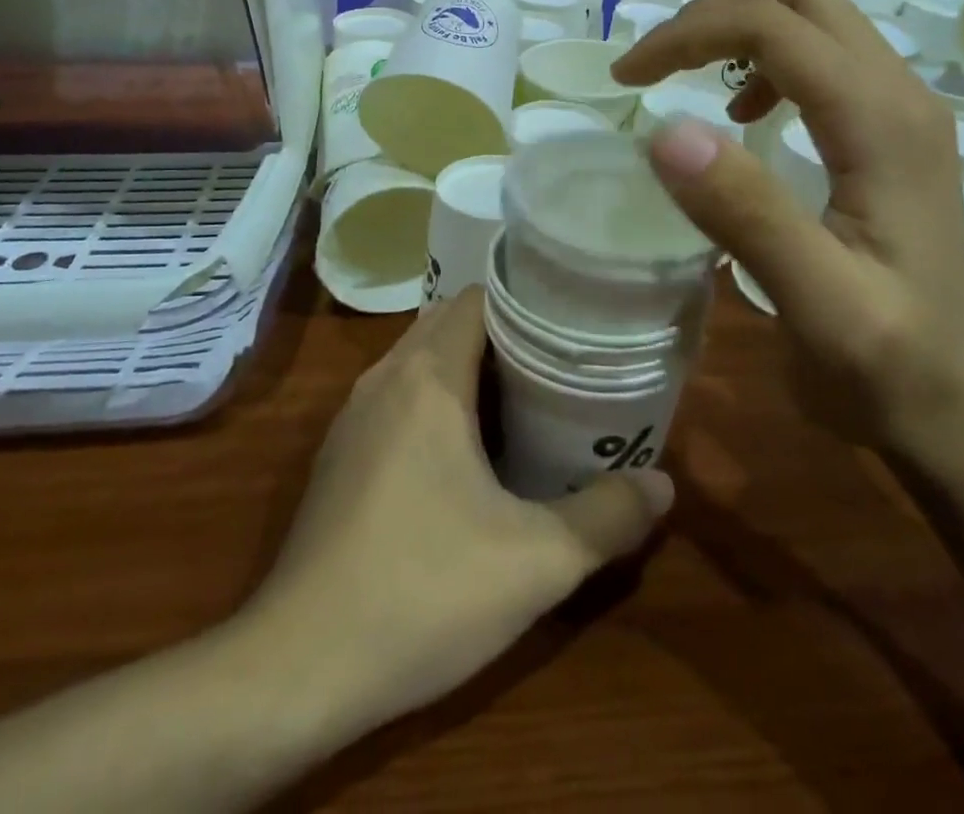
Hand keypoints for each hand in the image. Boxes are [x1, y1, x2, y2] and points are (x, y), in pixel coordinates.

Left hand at [245, 289, 671, 739]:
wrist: (301, 664)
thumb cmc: (423, 592)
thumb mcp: (537, 562)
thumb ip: (608, 517)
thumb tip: (663, 484)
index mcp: (428, 377)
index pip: (478, 300)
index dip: (526, 303)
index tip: (570, 326)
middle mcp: (385, 378)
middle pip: (449, 321)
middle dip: (503, 333)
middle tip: (558, 364)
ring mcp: (353, 414)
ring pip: (418, 358)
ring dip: (466, 366)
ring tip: (523, 399)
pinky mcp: (340, 453)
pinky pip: (396, 395)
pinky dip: (434, 397)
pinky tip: (465, 452)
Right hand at [611, 0, 963, 469]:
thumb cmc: (892, 368)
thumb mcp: (818, 304)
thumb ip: (749, 215)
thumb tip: (665, 131)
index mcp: (882, 123)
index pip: (774, 27)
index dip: (689, 36)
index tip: (628, 78)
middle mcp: (900, 95)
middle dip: (712, 13)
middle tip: (653, 63)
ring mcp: (902, 110)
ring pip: (813, 16)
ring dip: (737, 27)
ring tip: (682, 74)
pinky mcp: (892, 131)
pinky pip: (823, 54)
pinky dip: (764, 58)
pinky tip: (742, 110)